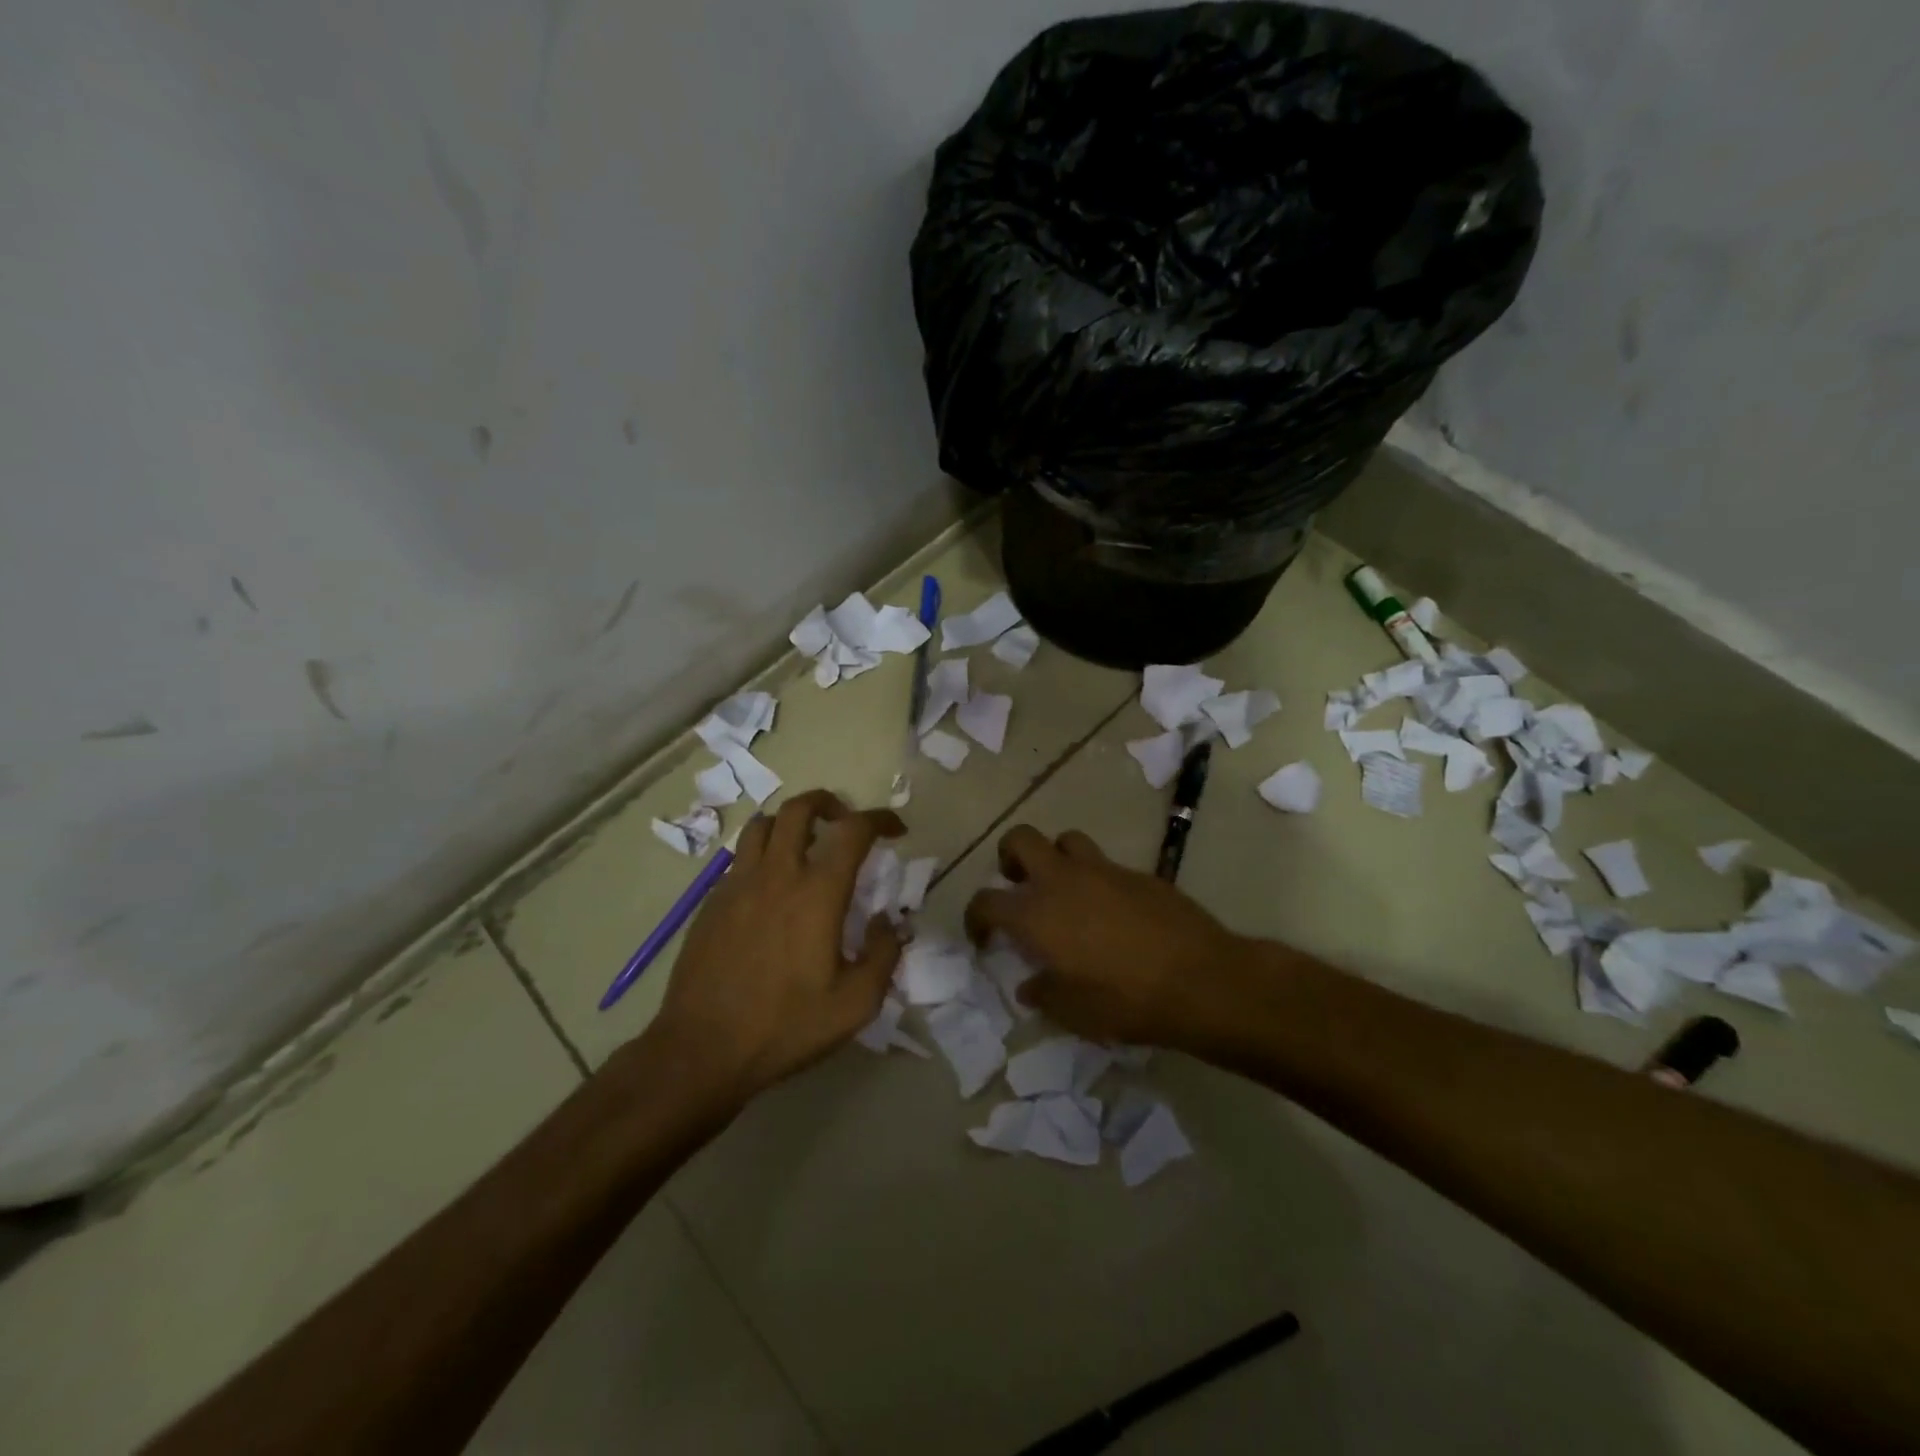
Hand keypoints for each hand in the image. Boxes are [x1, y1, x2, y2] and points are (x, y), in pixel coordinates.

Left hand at [647, 789, 904, 1103]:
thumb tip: (889, 922)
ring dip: (790, 823)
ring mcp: (737, 884)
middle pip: (800, 808)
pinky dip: (763, 854)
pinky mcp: (711, 902)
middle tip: (845, 823)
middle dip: (829, 803)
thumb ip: (884, 955)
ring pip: (763, 825)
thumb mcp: (855, 1004)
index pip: (853, 830)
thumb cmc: (785, 1026)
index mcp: (817, 892)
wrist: (702, 1050)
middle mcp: (776, 874)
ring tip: (805, 846)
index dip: (880, 819)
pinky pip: (740, 858)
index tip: (895, 829)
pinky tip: (771, 888)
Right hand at [965, 825, 1250, 1048]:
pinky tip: (1112, 911)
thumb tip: (1030, 986)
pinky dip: (1097, 880)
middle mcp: (1061, 880)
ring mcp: (1102, 869)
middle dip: (1010, 858)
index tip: (984, 937)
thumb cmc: (1124, 1001)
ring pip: (1065, 840)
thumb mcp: (1073, 1013)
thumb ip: (1044, 994)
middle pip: (1020, 839)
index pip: (985, 901)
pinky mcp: (1137, 872)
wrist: (1199, 980)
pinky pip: (1105, 864)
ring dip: (1056, 859)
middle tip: (1018, 887)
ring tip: (1065, 891)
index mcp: (1035, 914)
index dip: (976, 917)